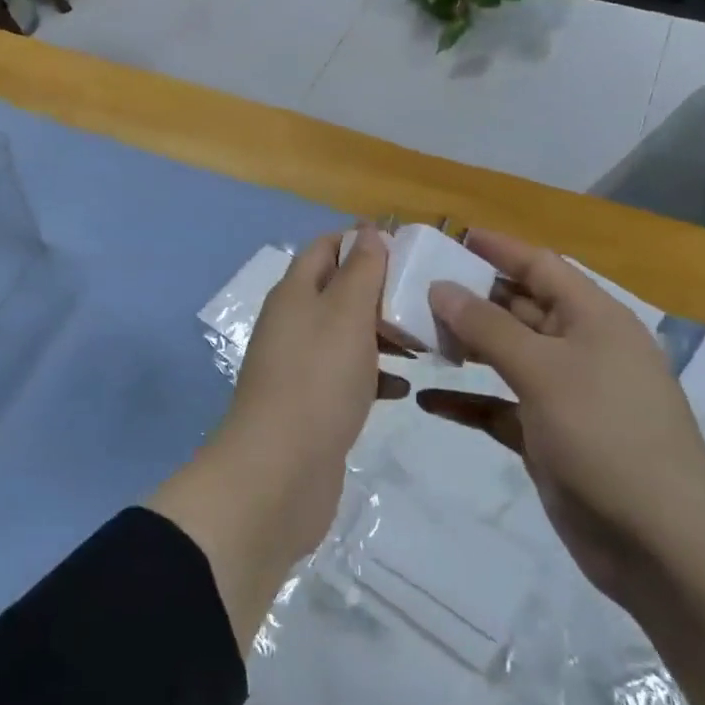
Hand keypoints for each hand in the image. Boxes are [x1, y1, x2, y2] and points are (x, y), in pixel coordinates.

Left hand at [149, 228, 388, 649]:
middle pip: (338, 290)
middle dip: (380, 290)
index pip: (325, 247)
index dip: (361, 240)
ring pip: (346, 335)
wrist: (278, 473)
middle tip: (426, 299)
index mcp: (295, 292)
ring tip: (426, 342)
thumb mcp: (346, 313)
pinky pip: (347, 376)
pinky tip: (403, 388)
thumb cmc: (317, 380)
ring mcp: (299, 365)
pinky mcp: (311, 404)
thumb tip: (367, 231)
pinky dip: (374, 375)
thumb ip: (360, 270)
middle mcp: (293, 322)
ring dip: (382, 333)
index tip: (407, 247)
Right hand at [419, 228, 704, 596]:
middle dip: (471, 297)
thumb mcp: (544, 369)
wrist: (662, 544)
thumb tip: (441, 287)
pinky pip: (500, 407)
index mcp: (594, 319)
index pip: (541, 266)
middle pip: (519, 308)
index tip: (451, 236)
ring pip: (506, 356)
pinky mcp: (549, 437)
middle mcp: (581, 349)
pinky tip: (428, 400)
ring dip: (465, 346)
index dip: (499, 248)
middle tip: (415, 287)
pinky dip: (468, 401)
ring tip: (414, 335)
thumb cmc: (606, 434)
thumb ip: (488, 326)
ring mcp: (565, 395)